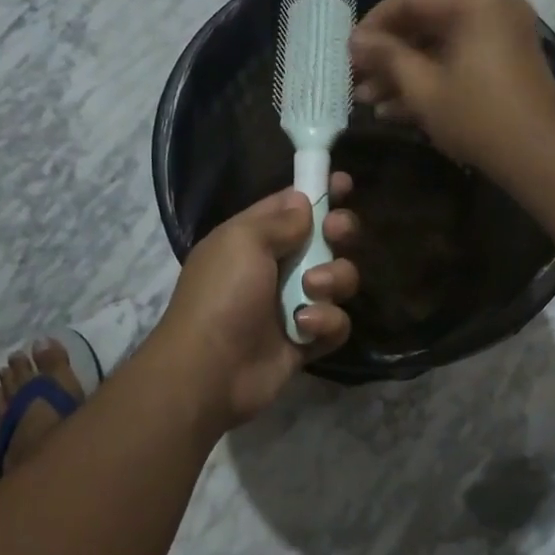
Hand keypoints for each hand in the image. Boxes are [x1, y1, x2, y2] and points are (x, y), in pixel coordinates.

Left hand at [150, 177, 359, 429]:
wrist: (210, 370)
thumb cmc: (222, 295)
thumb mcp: (242, 241)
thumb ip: (279, 220)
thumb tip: (304, 202)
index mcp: (254, 239)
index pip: (293, 206)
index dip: (319, 192)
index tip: (344, 184)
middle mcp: (276, 268)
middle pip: (326, 240)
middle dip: (339, 234)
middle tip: (337, 235)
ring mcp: (294, 305)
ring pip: (339, 280)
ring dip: (333, 280)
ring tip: (311, 291)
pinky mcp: (307, 340)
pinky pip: (336, 323)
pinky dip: (326, 323)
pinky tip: (305, 328)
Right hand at [349, 0, 554, 176]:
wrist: (540, 157)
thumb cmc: (478, 118)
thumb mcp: (424, 88)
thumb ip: (388, 57)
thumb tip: (356, 41)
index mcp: (475, 3)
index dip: (374, 24)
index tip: (349, 52)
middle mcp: (492, 10)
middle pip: (426, 22)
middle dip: (388, 54)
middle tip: (356, 79)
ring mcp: (502, 37)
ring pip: (441, 46)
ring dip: (404, 72)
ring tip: (368, 100)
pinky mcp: (506, 65)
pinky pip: (461, 61)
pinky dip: (431, 80)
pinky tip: (395, 110)